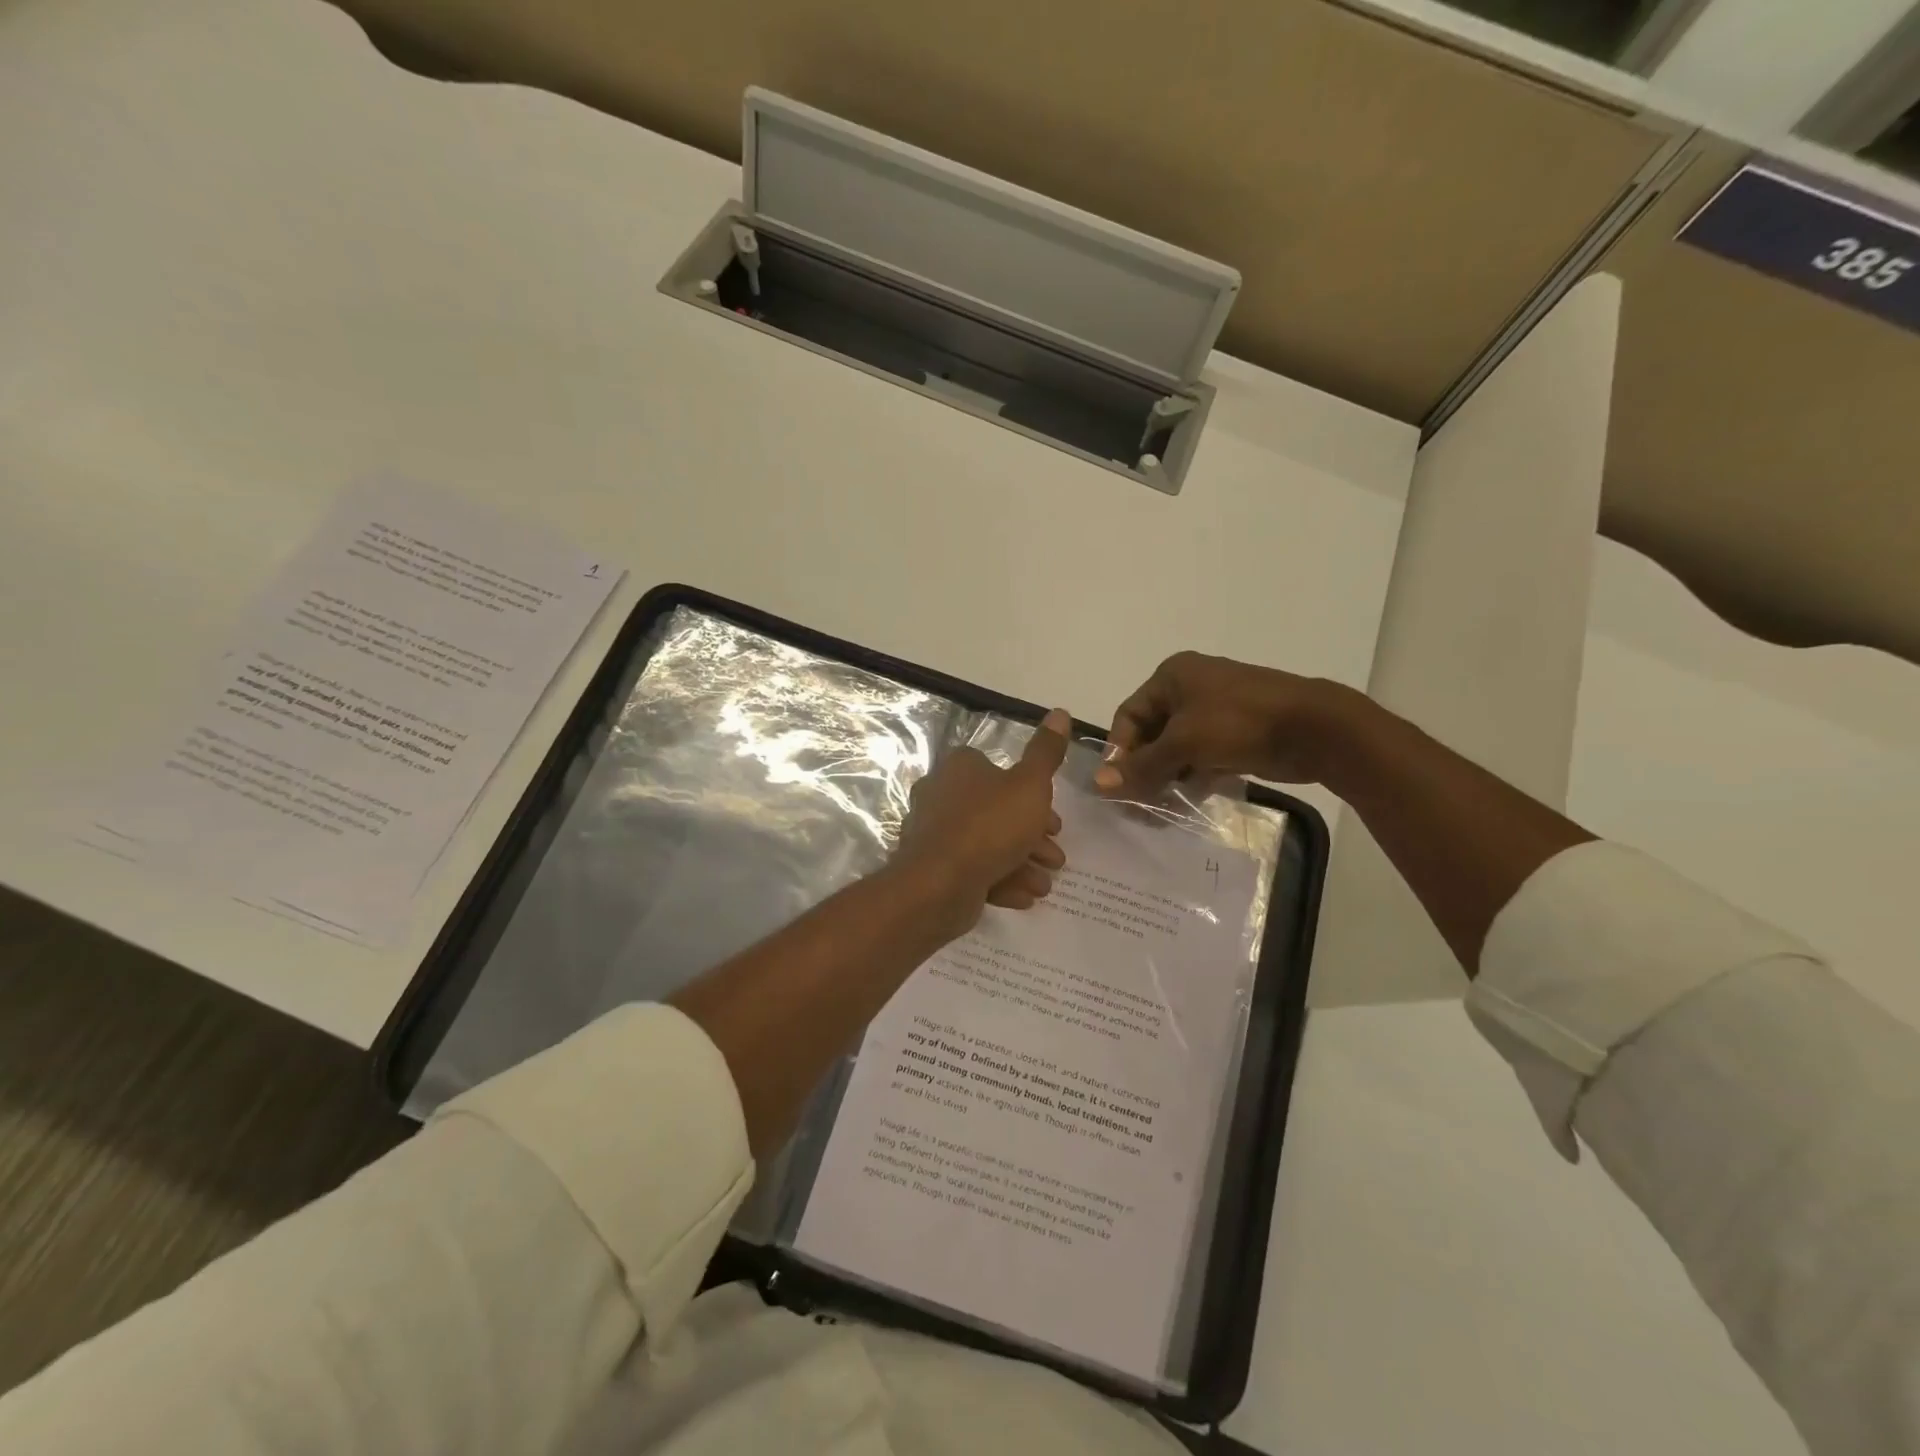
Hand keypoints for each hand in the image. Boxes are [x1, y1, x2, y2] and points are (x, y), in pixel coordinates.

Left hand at [894, 708, 1070, 931]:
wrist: (940, 884)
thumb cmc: (990, 825)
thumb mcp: (1030, 784)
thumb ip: (1046, 752)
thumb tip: (1060, 713)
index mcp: (960, 768)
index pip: (1000, 772)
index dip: (1033, 796)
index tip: (1055, 822)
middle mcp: (941, 795)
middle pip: (997, 812)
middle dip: (1032, 837)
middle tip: (1055, 857)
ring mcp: (934, 834)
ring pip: (987, 844)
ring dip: (1021, 863)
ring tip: (1044, 885)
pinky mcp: (932, 869)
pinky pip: (972, 870)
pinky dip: (1000, 881)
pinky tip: (1024, 897)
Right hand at [1092, 653, 1357, 796]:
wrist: (1315, 729)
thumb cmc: (1239, 723)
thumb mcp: (1183, 743)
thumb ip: (1141, 766)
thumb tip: (1099, 786)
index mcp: (1172, 676)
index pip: (1128, 715)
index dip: (1119, 750)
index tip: (1117, 787)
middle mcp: (1190, 688)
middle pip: (1151, 733)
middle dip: (1143, 768)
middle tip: (1138, 804)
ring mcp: (1215, 711)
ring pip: (1176, 748)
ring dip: (1166, 777)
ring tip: (1161, 808)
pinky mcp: (1234, 734)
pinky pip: (1200, 756)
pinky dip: (1192, 777)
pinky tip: (1189, 800)